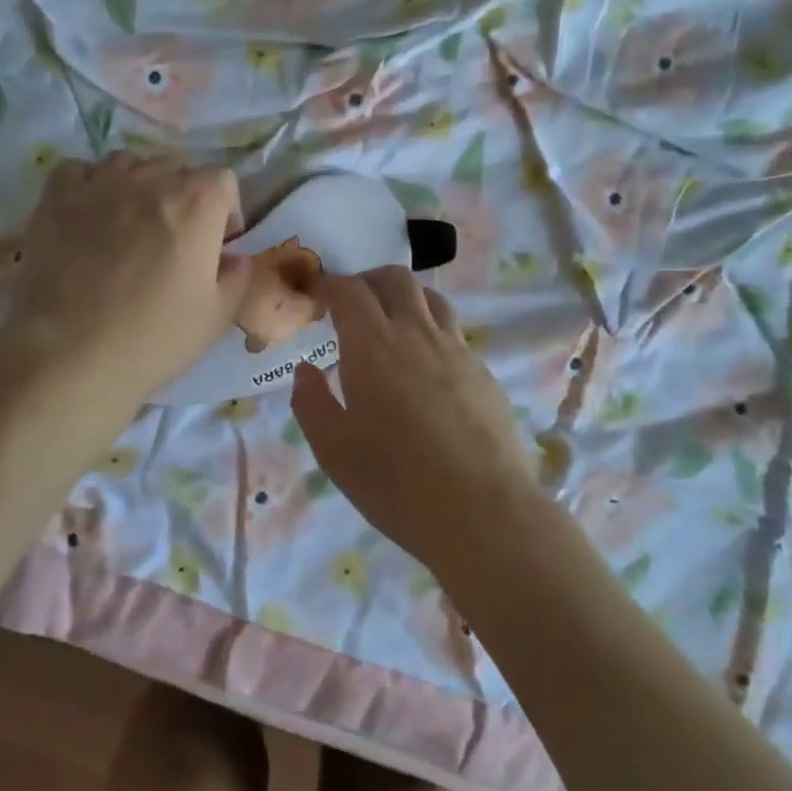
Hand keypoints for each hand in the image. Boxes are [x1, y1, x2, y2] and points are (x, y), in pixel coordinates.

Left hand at [4, 155, 250, 404]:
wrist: (70, 355)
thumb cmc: (154, 338)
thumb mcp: (217, 317)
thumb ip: (238, 277)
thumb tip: (234, 258)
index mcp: (196, 204)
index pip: (223, 180)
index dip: (225, 211)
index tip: (217, 244)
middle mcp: (150, 180)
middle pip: (177, 170)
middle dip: (183, 198)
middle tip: (174, 241)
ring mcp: (99, 184)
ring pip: (128, 164)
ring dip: (138, 187)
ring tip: (130, 225)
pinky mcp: (55, 198)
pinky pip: (79, 171)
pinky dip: (90, 186)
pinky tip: (89, 216)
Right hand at [291, 267, 543, 569]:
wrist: (483, 512)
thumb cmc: (396, 483)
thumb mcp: (334, 452)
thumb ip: (312, 403)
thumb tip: (307, 370)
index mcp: (373, 346)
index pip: (349, 291)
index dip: (330, 284)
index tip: (318, 294)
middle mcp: (417, 334)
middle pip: (396, 279)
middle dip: (368, 281)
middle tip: (352, 305)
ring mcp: (457, 350)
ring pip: (431, 299)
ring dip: (405, 299)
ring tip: (391, 327)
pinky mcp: (484, 372)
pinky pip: (453, 334)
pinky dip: (431, 332)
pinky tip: (426, 370)